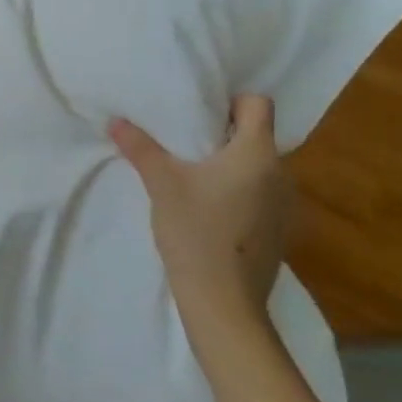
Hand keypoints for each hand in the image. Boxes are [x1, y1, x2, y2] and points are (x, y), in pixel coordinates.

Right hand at [109, 96, 291, 328]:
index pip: (258, 104)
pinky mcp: (280, 230)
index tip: (200, 112)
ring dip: (232, 165)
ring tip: (195, 175)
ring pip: (259, 167)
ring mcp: (285, 205)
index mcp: (257, 153)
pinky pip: (261, 194)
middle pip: (257, 135)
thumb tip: (115, 121)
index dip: (231, 101)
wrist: (223, 301)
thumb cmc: (195, 231)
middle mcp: (281, 173)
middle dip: (224, 133)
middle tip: (185, 140)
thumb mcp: (161, 184)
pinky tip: (210, 209)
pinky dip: (240, 192)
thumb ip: (140, 148)